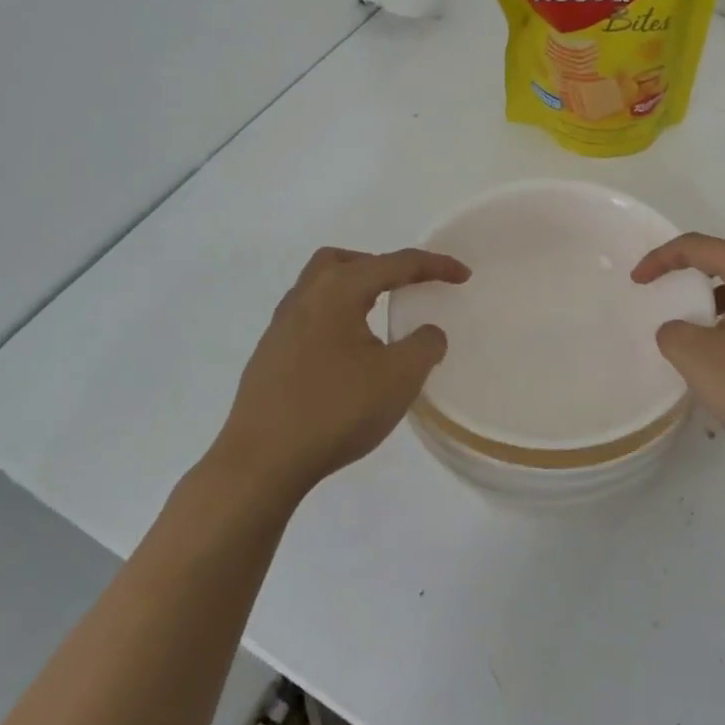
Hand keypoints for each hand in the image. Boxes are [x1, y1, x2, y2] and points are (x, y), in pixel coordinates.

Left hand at [213, 246, 469, 499]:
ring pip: (320, 286)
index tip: (464, 275)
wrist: (260, 463)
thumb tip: (427, 333)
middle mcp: (304, 297)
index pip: (395, 264)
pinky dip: (335, 318)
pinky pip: (308, 317)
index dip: (434, 266)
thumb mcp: (399, 377)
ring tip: (377, 317)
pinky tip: (346, 354)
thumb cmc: (335, 410)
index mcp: (337, 290)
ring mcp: (280, 326)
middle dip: (382, 266)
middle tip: (407, 288)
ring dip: (354, 290)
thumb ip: (425, 345)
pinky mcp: (269, 355)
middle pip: (346, 261)